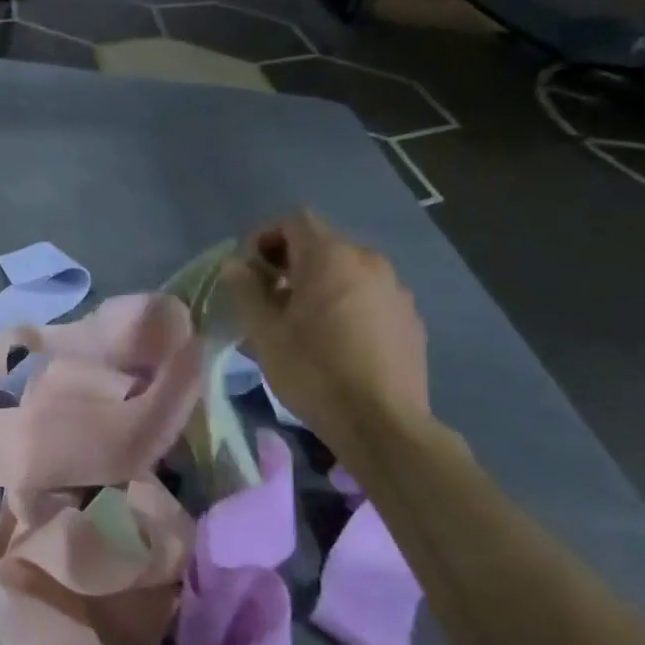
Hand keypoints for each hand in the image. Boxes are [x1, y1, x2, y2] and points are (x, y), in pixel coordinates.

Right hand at [221, 211, 429, 446]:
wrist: (382, 423)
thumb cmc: (314, 371)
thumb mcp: (264, 332)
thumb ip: (246, 290)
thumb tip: (235, 265)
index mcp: (331, 257)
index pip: (294, 221)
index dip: (265, 238)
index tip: (249, 272)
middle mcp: (368, 262)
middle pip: (322, 243)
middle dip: (289, 262)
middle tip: (267, 297)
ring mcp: (395, 289)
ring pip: (347, 270)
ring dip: (318, 282)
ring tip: (300, 320)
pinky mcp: (410, 318)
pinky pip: (369, 294)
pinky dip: (346, 302)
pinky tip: (335, 339)